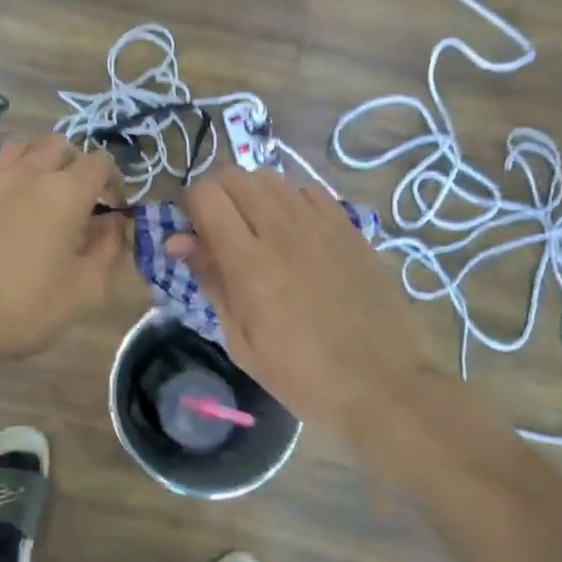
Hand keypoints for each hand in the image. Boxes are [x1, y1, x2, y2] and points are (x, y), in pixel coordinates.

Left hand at [0, 136, 127, 362]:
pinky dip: (3, 171)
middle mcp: (29, 173)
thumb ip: (109, 249)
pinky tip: (4, 197)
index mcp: (66, 191)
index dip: (113, 182)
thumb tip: (116, 224)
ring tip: (43, 188)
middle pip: (60, 144)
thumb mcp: (85, 289)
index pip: (100, 162)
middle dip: (77, 164)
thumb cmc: (25, 306)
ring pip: (22, 145)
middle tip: (80, 198)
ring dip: (39, 158)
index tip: (112, 209)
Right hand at [167, 169, 441, 441]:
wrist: (383, 386)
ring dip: (251, 196)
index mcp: (248, 262)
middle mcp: (282, 230)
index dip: (190, 206)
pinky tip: (295, 233)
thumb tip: (178, 241)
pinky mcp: (349, 227)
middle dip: (216, 195)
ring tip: (256, 231)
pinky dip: (289, 202)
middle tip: (217, 229)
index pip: (205, 195)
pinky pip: (308, 192)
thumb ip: (211, 280)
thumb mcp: (241, 340)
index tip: (192, 232)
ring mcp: (320, 224)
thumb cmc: (302, 376)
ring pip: (270, 179)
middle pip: (234, 175)